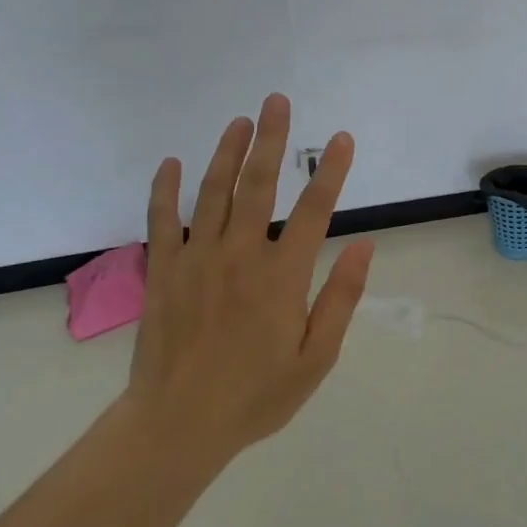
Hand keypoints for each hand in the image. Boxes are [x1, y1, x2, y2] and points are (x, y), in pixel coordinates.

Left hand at [126, 94, 374, 461]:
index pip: (314, 210)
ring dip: (227, 151)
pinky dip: (165, 189)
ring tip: (239, 120)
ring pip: (213, 192)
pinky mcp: (162, 271)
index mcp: (282, 276)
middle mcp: (240, 255)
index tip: (341, 138)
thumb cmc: (256, 395)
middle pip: (258, 184)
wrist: (177, 426)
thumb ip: (341, 299)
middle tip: (277, 101)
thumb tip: (365, 247)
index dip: (331, 171)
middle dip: (271, 139)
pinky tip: (172, 163)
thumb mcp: (316, 358)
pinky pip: (161, 220)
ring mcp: (196, 259)